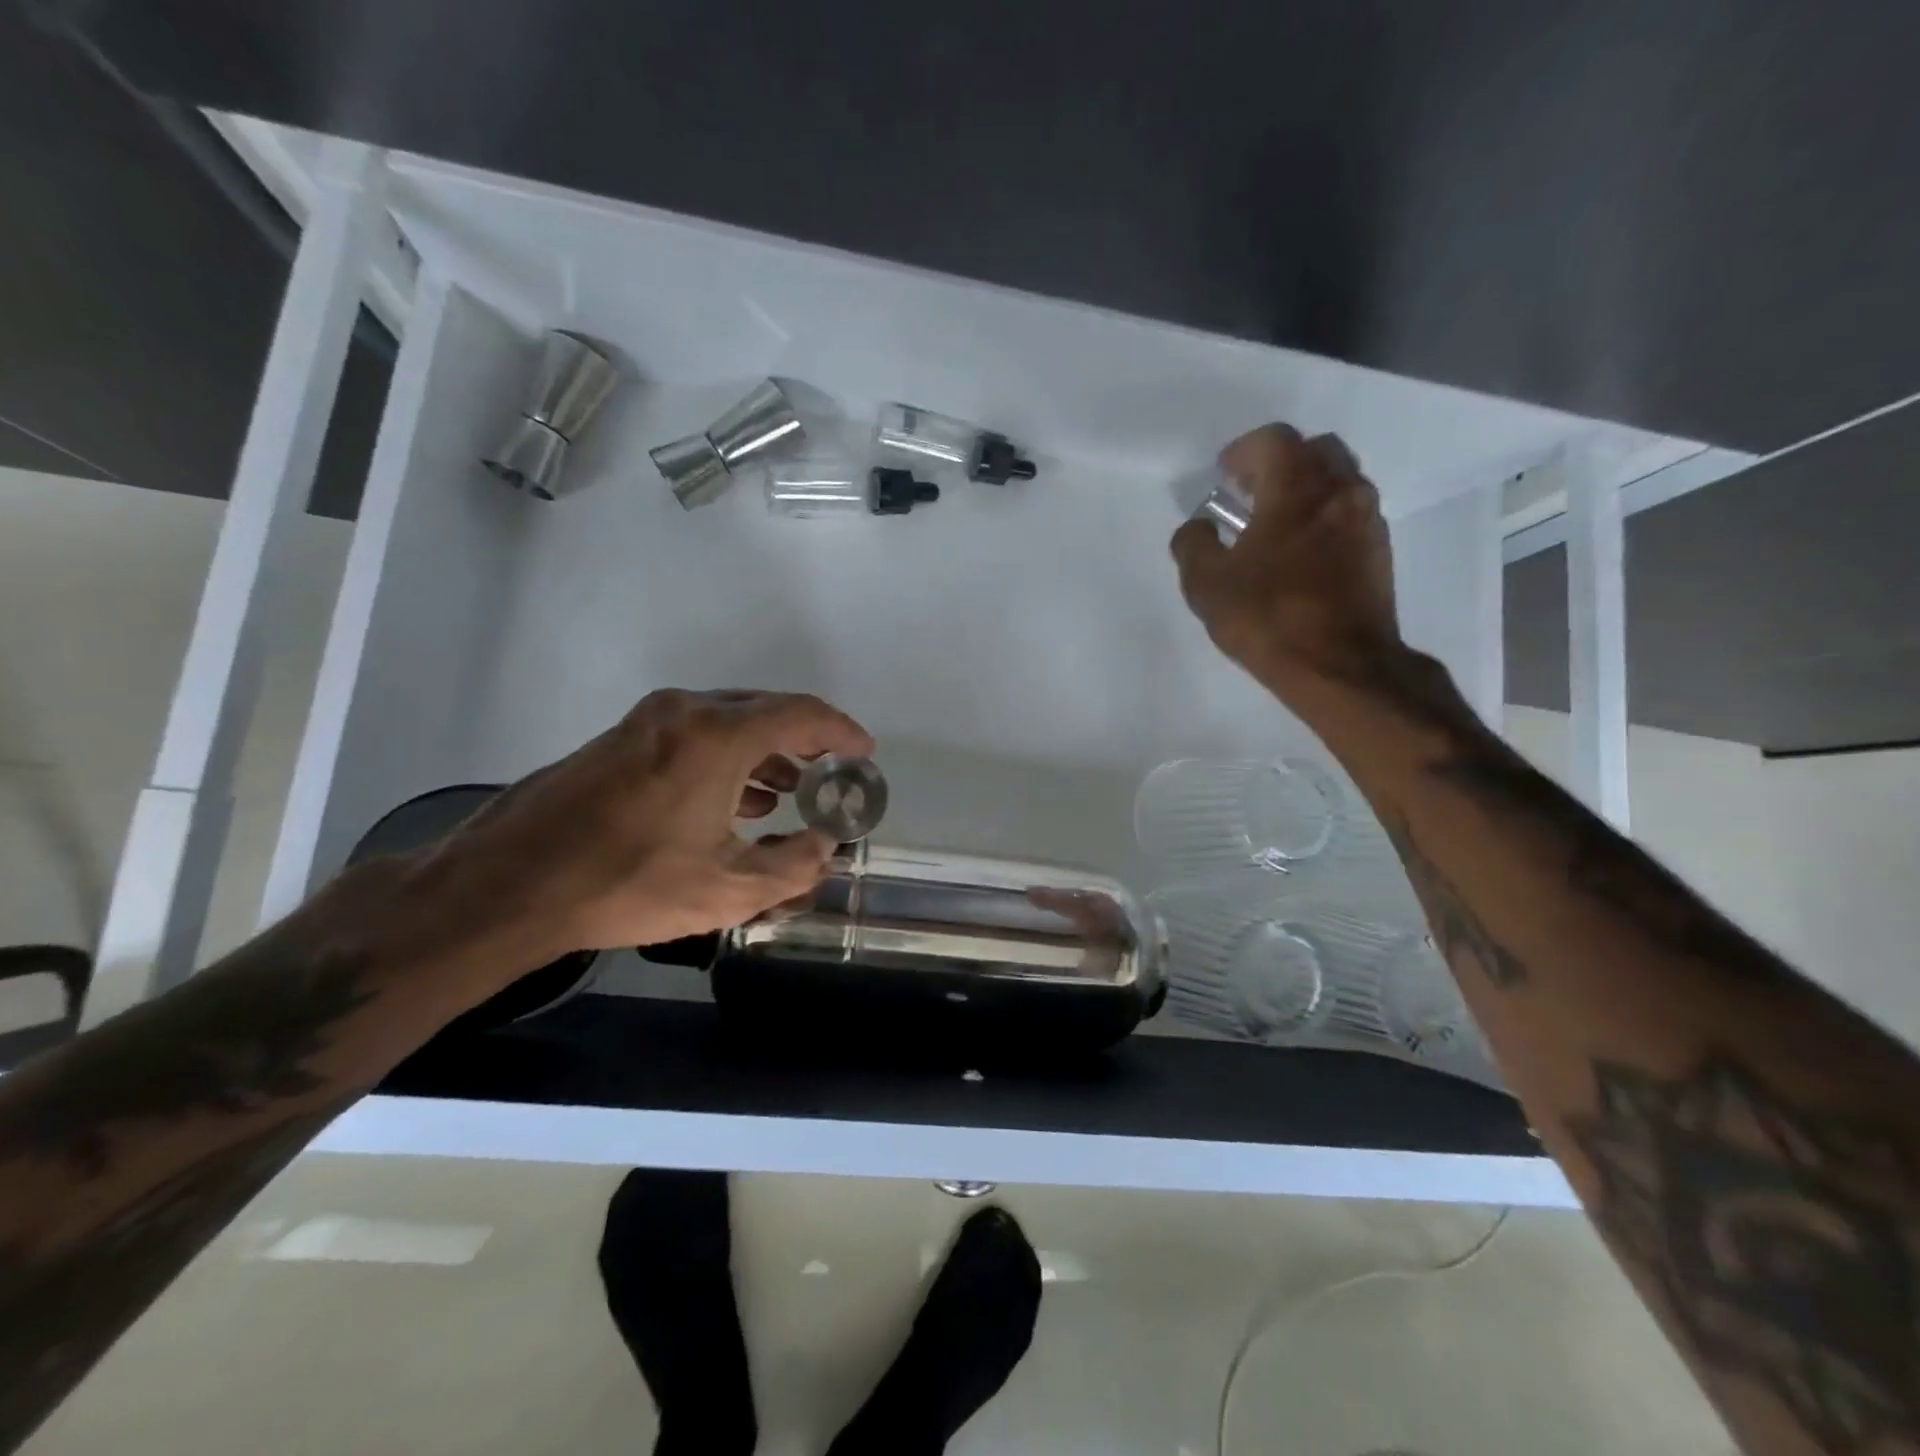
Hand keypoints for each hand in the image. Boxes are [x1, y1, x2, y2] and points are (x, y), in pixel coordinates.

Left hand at [422, 689, 873, 969]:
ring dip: (765, 750)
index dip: (841, 731)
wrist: (509, 885)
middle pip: (765, 710)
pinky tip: (733, 800)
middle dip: (806, 740)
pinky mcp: (620, 739)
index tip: (865, 752)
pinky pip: (695, 733)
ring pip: (727, 721)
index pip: (800, 714)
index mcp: (717, 735)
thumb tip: (822, 847)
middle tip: (832, 772)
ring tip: (789, 792)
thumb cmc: (628, 883)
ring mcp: (646, 722)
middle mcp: (684, 712)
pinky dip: (728, 756)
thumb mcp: (727, 889)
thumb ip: (792, 866)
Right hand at [1170, 423, 1401, 696]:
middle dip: (1280, 462)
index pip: (1274, 440)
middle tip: (1251, 492)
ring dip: (1306, 489)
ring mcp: (1367, 520)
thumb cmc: (1268, 618)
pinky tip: (1301, 551)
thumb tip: (1198, 527)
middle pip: (1315, 450)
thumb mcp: (1206, 585)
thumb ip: (1193, 545)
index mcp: (1296, 489)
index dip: (1244, 450)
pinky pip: (1351, 512)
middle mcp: (1340, 491)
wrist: (1340, 665)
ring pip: (1339, 480)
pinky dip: (1325, 515)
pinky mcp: (1379, 551)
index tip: (1224, 475)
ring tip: (1275, 523)